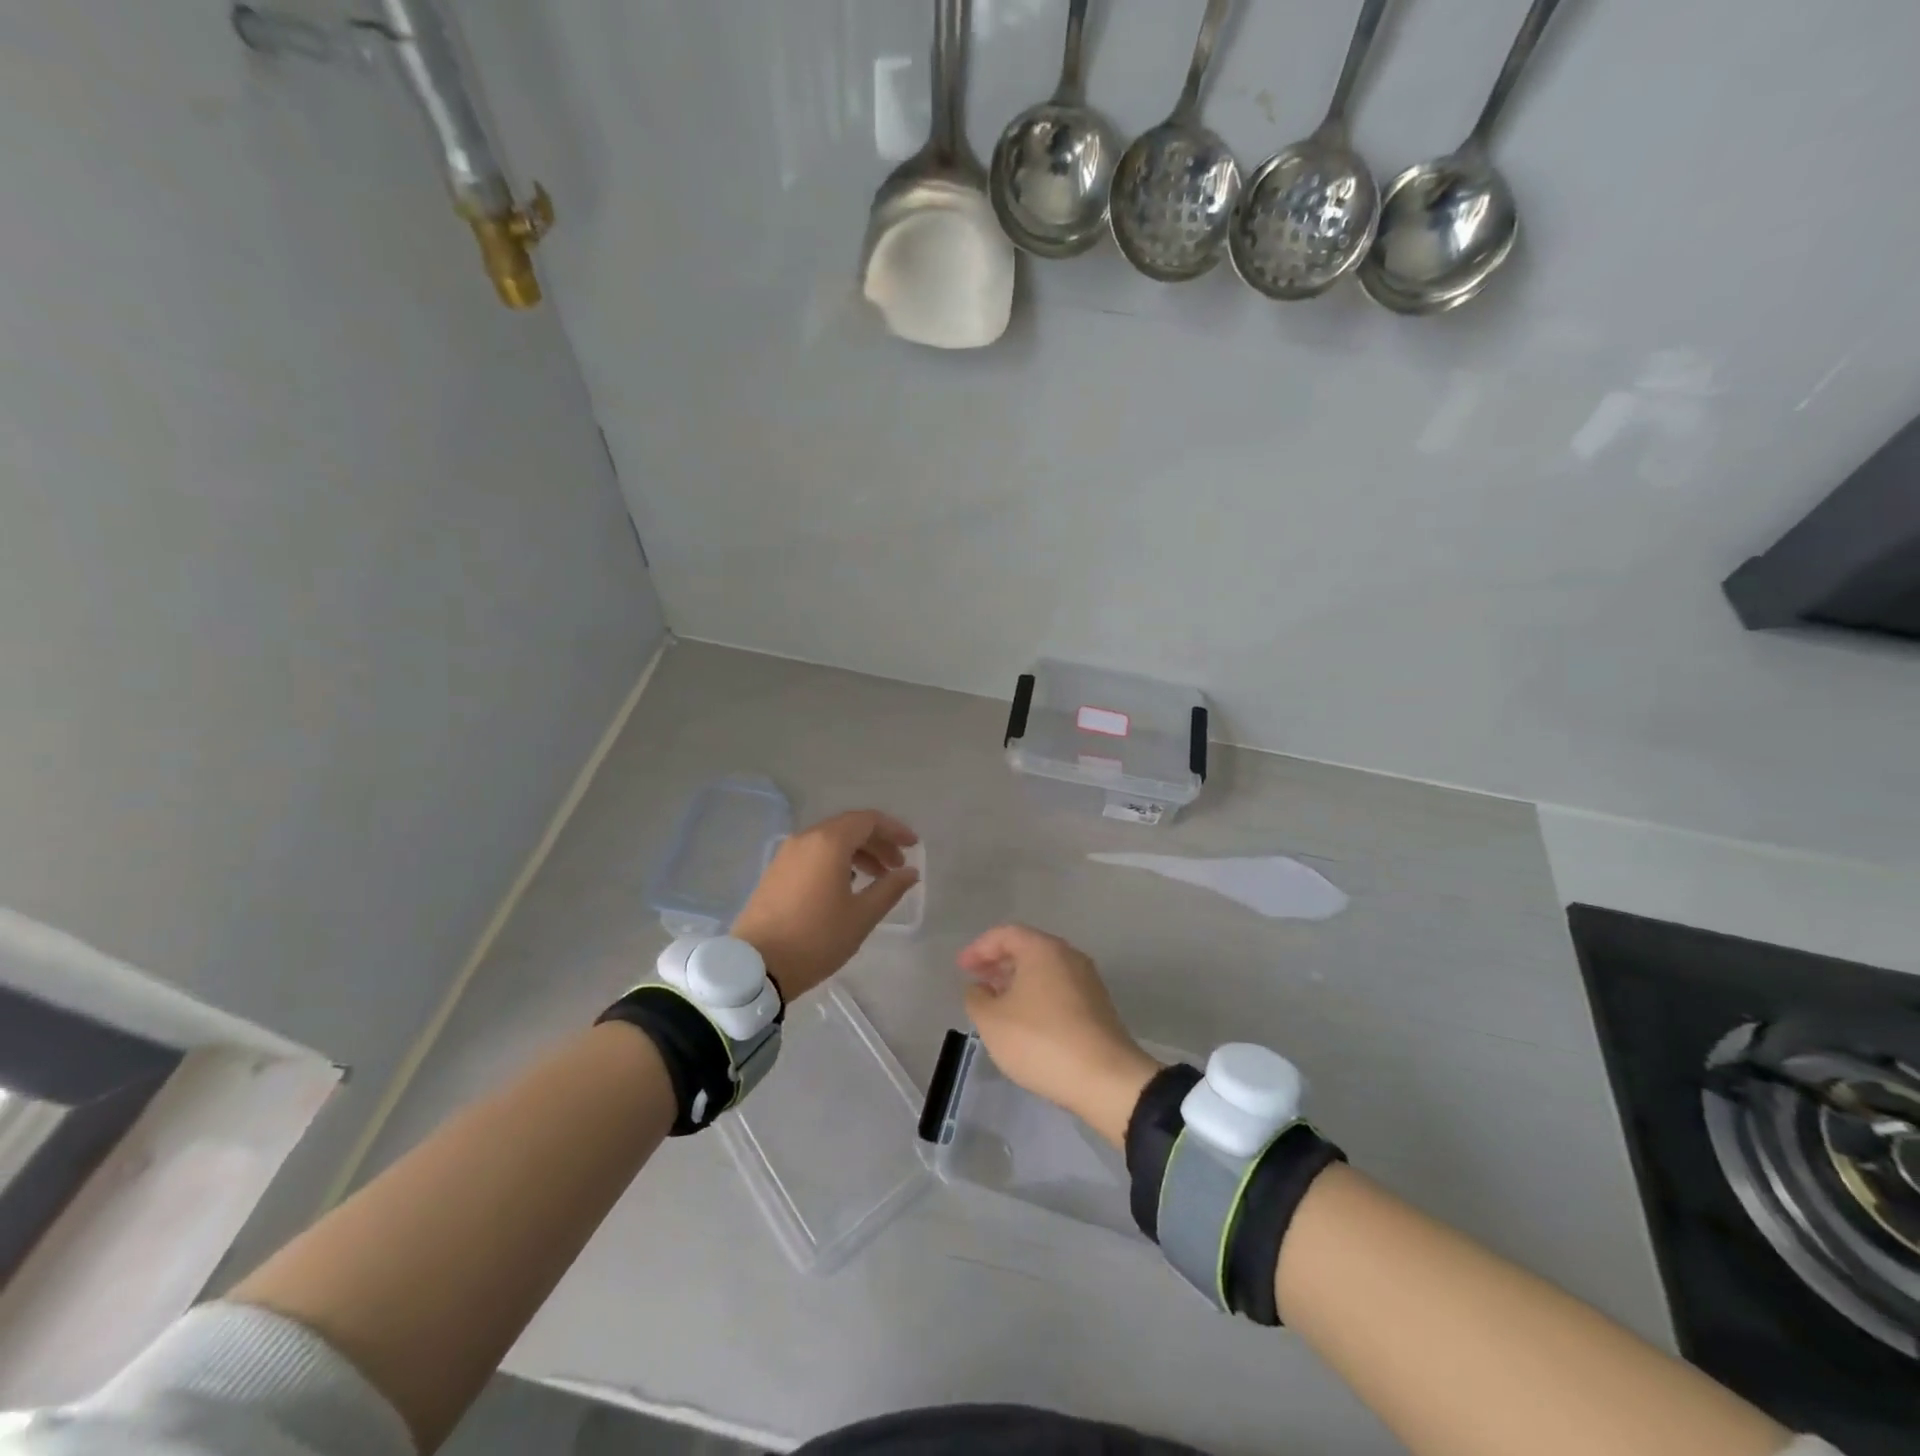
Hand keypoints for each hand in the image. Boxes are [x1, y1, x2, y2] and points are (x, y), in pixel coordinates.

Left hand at [733, 810, 919, 1001]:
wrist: (756, 966)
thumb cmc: (816, 938)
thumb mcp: (862, 916)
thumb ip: (890, 889)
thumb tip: (910, 872)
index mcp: (829, 843)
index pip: (868, 820)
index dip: (894, 830)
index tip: (913, 846)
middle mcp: (806, 839)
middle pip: (849, 827)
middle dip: (878, 842)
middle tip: (897, 866)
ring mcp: (787, 854)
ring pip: (830, 840)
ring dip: (858, 852)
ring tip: (877, 878)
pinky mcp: (776, 871)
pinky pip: (813, 853)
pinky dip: (836, 860)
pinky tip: (847, 885)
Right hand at [956, 925, 1161, 1148]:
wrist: (1105, 1079)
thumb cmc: (1040, 1041)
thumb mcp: (992, 1021)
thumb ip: (977, 998)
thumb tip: (979, 988)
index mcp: (1043, 949)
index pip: (1005, 934)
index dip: (979, 948)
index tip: (961, 968)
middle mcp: (1068, 956)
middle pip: (1027, 948)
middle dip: (998, 963)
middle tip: (976, 981)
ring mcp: (1087, 980)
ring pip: (1044, 970)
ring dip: (1017, 980)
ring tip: (997, 1002)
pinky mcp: (1098, 1005)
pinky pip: (1058, 989)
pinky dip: (1036, 995)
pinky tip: (1025, 1020)